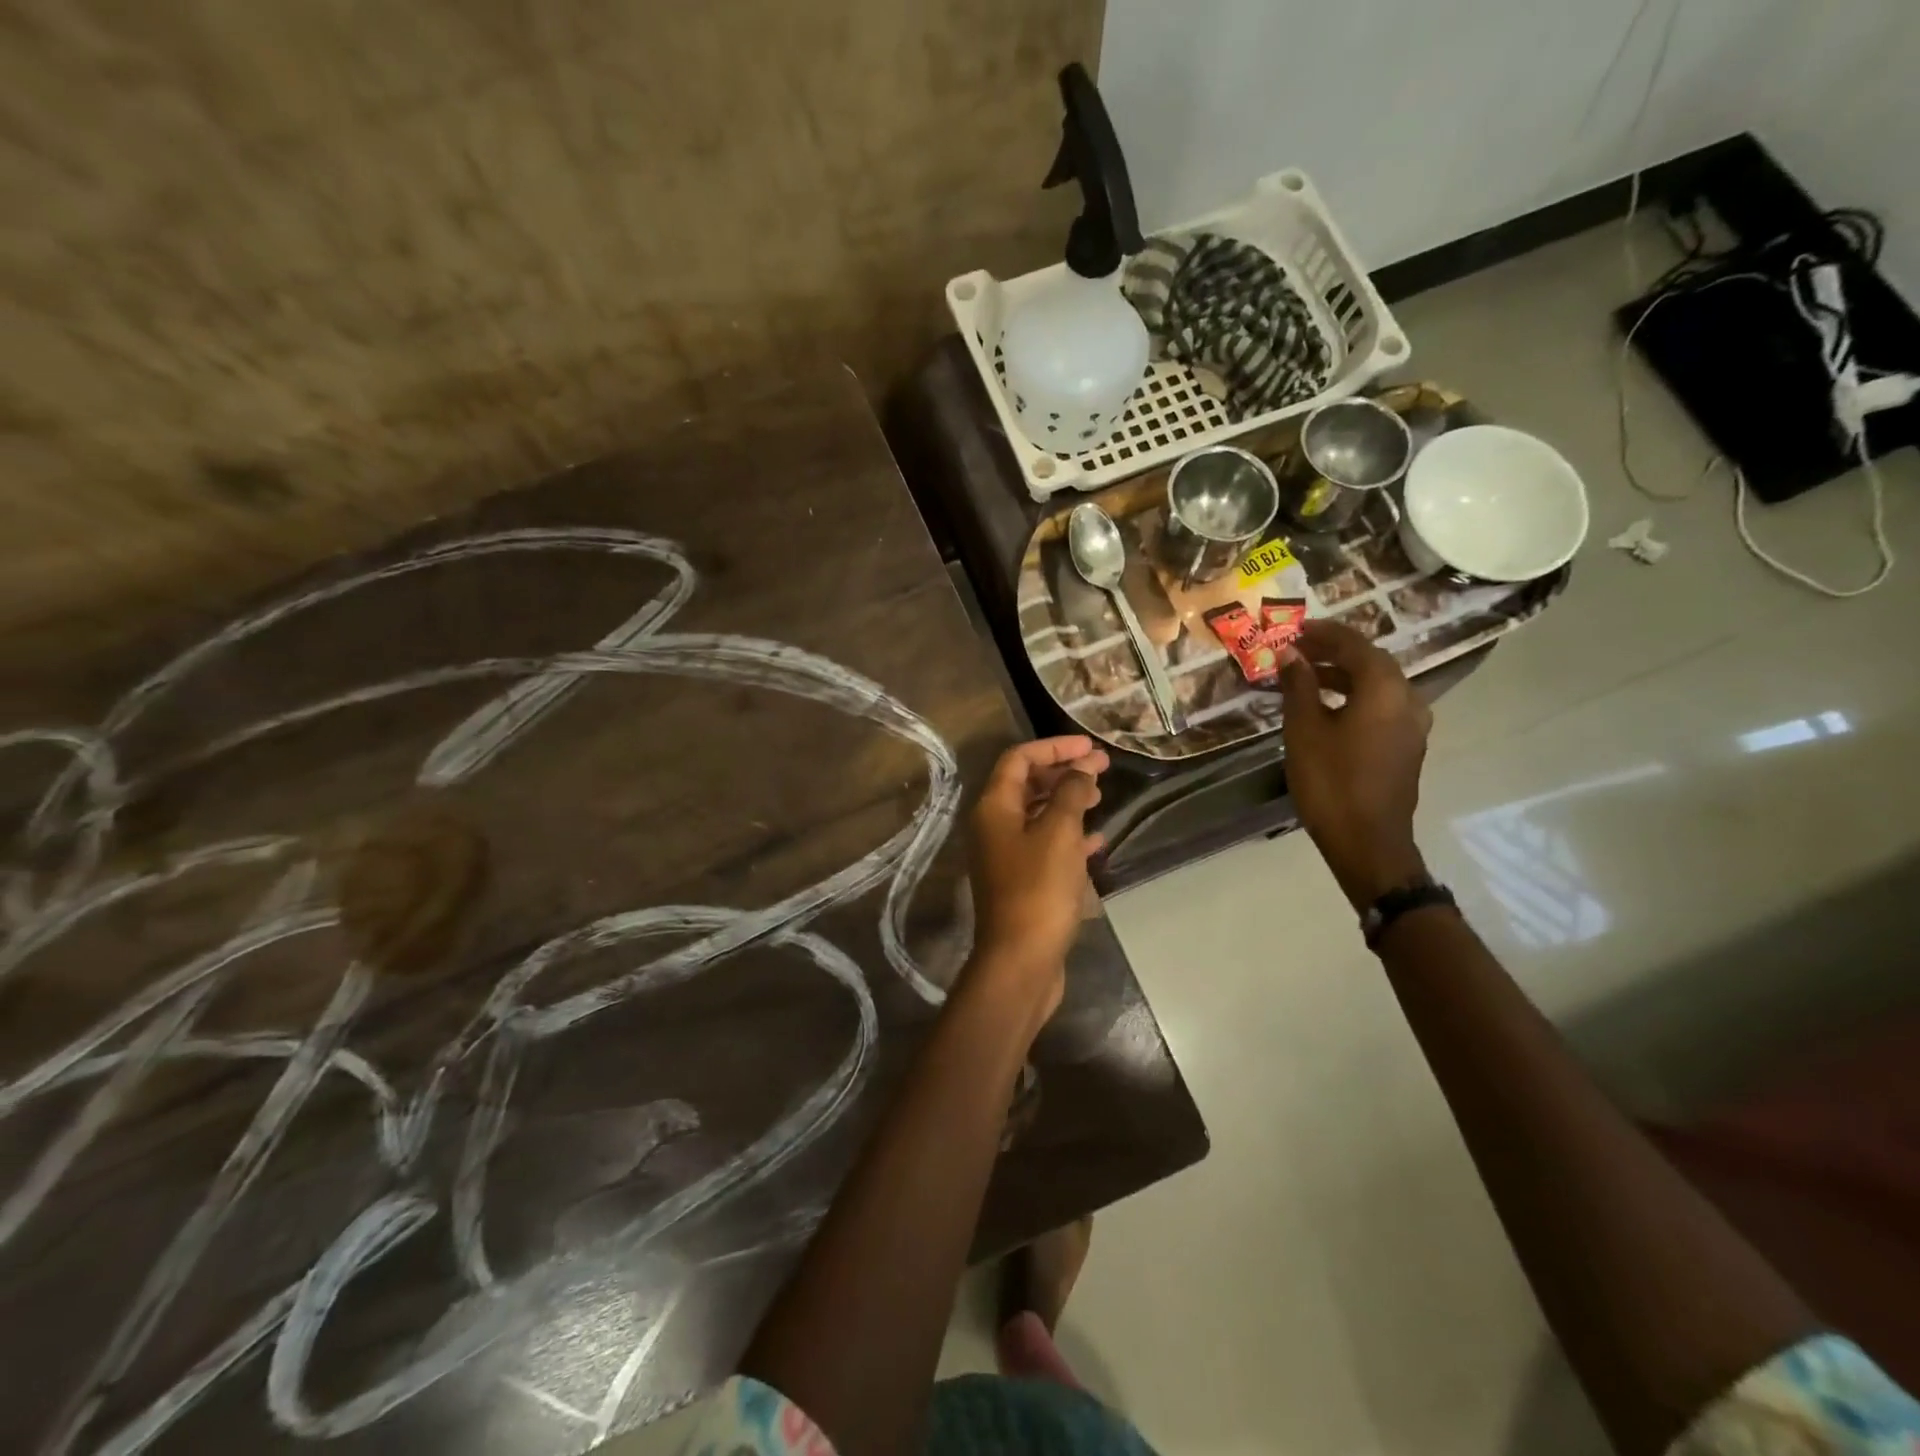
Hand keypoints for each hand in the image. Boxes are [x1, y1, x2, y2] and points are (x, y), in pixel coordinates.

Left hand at [965, 736, 1108, 1025]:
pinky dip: (1070, 836)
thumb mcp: (1059, 834)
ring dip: (1068, 802)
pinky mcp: (1021, 881)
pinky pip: (1046, 846)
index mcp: (994, 808)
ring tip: (1101, 797)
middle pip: (1027, 785)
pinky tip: (1097, 841)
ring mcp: (1006, 855)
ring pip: (1037, 815)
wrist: (1020, 960)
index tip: (1090, 747)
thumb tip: (1081, 769)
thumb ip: (1070, 794)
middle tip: (1102, 768)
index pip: (1019, 759)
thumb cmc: (1038, 890)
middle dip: (1063, 772)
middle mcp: (994, 826)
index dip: (1054, 747)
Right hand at [1279, 621, 1431, 909]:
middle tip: (1299, 650)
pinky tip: (1330, 708)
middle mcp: (1408, 699)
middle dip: (1335, 652)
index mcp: (1384, 689)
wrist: (1367, 841)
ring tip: (1308, 677)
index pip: (1355, 644)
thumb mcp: (1304, 729)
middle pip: (1371, 662)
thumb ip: (1299, 685)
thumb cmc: (1330, 781)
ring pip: (1378, 685)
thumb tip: (1290, 653)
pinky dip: (1356, 697)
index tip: (1294, 629)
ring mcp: (1413, 725)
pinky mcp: (1407, 746)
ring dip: (1345, 675)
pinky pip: (1382, 707)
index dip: (1323, 633)